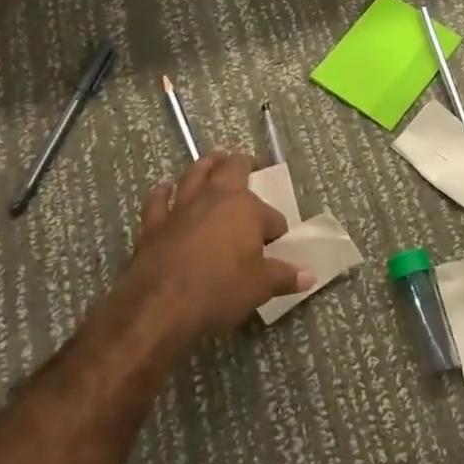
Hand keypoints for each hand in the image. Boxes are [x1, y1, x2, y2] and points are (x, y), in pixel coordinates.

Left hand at [117, 150, 311, 343]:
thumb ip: (285, 276)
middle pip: (232, 170)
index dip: (276, 230)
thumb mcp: (260, 287)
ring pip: (195, 174)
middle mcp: (214, 197)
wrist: (159, 306)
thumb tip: (309, 275)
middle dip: (243, 164)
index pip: (272, 217)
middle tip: (250, 162)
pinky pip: (159, 199)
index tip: (277, 244)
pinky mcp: (154, 222)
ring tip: (215, 157)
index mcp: (246, 209)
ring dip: (207, 165)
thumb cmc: (219, 291)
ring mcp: (181, 207)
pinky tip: (166, 185)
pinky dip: (163, 191)